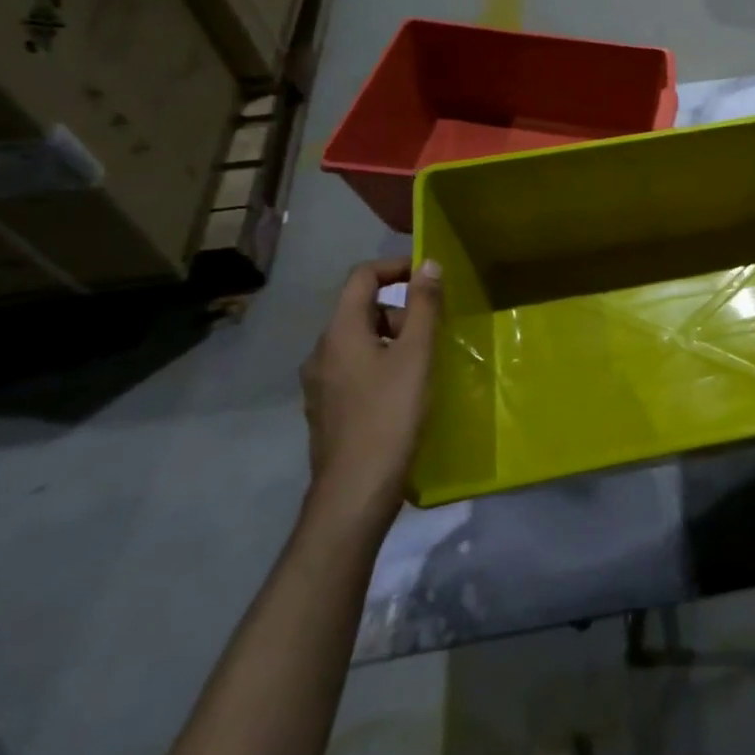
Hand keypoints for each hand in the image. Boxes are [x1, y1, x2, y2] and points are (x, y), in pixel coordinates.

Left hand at [299, 257, 441, 529]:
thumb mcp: (416, 355)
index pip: (362, 277)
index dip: (396, 267)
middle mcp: (322, 351)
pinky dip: (382, 364)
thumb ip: (424, 307)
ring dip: (394, 339)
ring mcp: (320, 382)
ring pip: (360, 340)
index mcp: (340, 332)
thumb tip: (428, 264)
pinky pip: (356, 368)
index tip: (431, 277)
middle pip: (362, 309)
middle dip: (401, 310)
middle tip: (434, 333)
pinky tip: (405, 391)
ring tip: (425, 364)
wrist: (355, 490)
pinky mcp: (327, 408)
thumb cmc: (390, 415)